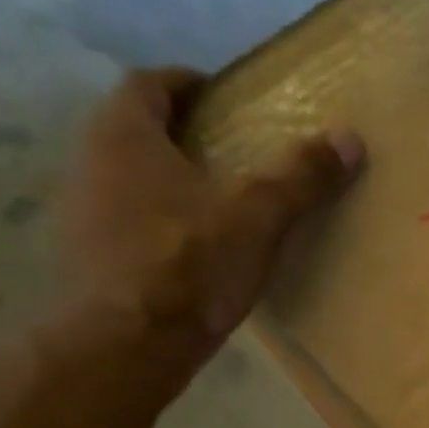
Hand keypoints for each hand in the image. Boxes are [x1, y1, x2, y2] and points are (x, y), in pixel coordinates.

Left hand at [56, 67, 364, 353]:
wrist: (126, 345)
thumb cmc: (189, 265)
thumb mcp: (257, 219)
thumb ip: (300, 178)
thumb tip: (350, 139)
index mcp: (125, 135)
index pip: (148, 84)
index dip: (185, 83)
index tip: (219, 95)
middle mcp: (88, 161)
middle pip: (132, 130)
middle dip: (176, 134)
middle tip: (224, 150)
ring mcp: (78, 212)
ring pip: (122, 178)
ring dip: (160, 180)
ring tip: (210, 203)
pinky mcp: (83, 258)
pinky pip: (120, 221)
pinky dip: (150, 222)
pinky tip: (185, 252)